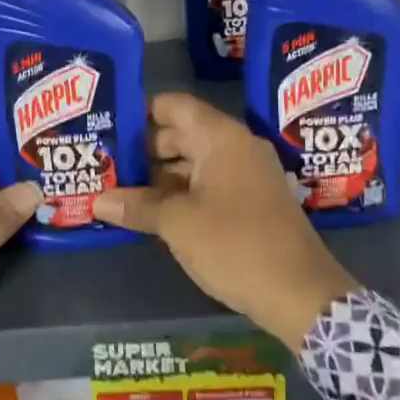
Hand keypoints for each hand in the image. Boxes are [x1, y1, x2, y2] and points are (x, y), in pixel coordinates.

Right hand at [92, 93, 356, 345]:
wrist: (302, 294)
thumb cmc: (236, 245)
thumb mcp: (178, 224)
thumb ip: (137, 206)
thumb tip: (98, 202)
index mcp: (221, 137)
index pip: (173, 105)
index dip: (139, 111)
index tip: (108, 125)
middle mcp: (236, 146)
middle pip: (181, 133)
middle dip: (143, 149)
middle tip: (105, 163)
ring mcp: (247, 174)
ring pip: (194, 162)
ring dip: (160, 175)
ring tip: (119, 189)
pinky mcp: (252, 201)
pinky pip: (208, 184)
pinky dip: (181, 193)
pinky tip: (152, 211)